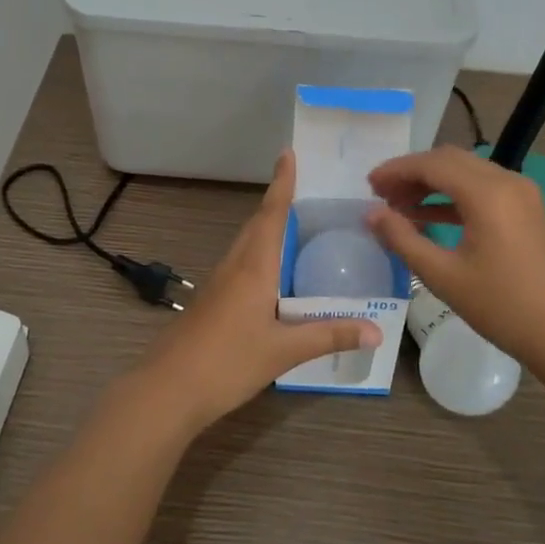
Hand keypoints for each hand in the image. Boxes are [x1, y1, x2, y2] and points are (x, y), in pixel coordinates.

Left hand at [134, 149, 379, 434]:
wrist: (167, 390)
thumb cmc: (227, 362)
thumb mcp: (283, 351)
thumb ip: (329, 336)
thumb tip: (377, 331)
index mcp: (253, 267)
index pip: (271, 215)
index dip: (281, 184)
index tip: (287, 153)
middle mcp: (234, 267)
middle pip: (257, 225)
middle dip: (277, 203)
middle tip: (302, 188)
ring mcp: (217, 285)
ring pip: (246, 246)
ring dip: (267, 229)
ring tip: (293, 227)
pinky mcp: (210, 303)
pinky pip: (239, 266)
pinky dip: (259, 257)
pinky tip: (271, 278)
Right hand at [365, 145, 544, 367]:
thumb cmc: (502, 306)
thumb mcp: (443, 276)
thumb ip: (403, 239)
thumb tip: (371, 214)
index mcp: (487, 193)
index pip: (432, 164)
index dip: (396, 170)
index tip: (369, 186)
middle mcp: (506, 181)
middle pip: (449, 160)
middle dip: (412, 173)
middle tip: (381, 196)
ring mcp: (521, 193)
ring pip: (466, 171)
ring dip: (432, 183)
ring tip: (399, 207)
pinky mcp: (526, 209)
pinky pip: (482, 188)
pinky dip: (453, 196)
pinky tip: (428, 217)